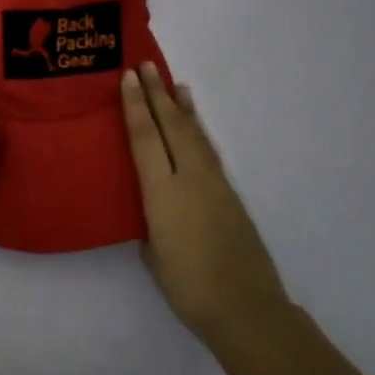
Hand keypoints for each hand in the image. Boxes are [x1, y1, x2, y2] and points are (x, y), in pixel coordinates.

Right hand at [122, 62, 286, 340]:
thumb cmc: (188, 287)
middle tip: (146, 66)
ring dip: (182, 108)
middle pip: (171, 127)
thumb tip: (154, 211)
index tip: (128, 78)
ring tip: (175, 85)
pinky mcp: (231, 196)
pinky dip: (198, 132)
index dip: (135, 107)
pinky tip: (195, 128)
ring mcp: (215, 185)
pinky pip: (208, 153)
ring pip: (195, 136)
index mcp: (163, 193)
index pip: (145, 139)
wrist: (245, 308)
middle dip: (157, 95)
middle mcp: (190, 179)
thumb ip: (149, 224)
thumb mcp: (153, 254)